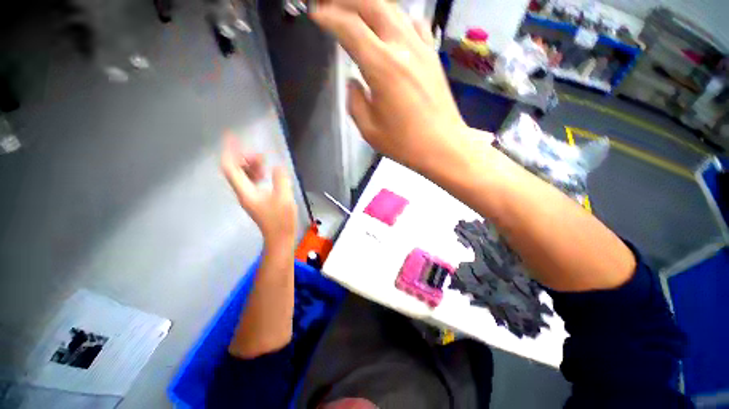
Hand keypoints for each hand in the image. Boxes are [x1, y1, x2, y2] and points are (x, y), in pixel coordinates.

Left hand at [221, 134, 296, 248]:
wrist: (279, 237)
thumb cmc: (281, 219)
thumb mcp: (284, 197)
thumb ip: (280, 180)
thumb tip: (277, 166)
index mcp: (246, 191)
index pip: (231, 168)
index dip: (230, 151)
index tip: (232, 136)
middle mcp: (243, 192)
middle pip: (235, 170)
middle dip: (244, 158)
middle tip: (259, 153)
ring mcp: (249, 197)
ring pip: (244, 176)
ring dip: (251, 165)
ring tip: (264, 159)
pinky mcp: (257, 200)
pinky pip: (251, 182)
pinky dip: (257, 174)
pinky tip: (267, 173)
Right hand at [310, 0, 467, 171]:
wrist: (442, 146)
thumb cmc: (404, 143)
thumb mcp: (369, 130)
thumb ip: (355, 102)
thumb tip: (353, 83)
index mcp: (382, 67)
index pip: (350, 27)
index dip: (328, 17)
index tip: (316, 16)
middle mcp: (402, 48)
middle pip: (372, 5)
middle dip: (346, 1)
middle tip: (331, 7)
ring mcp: (422, 48)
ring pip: (394, 9)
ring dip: (371, 6)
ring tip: (356, 14)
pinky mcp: (433, 56)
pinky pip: (415, 24)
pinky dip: (398, 19)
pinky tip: (392, 29)